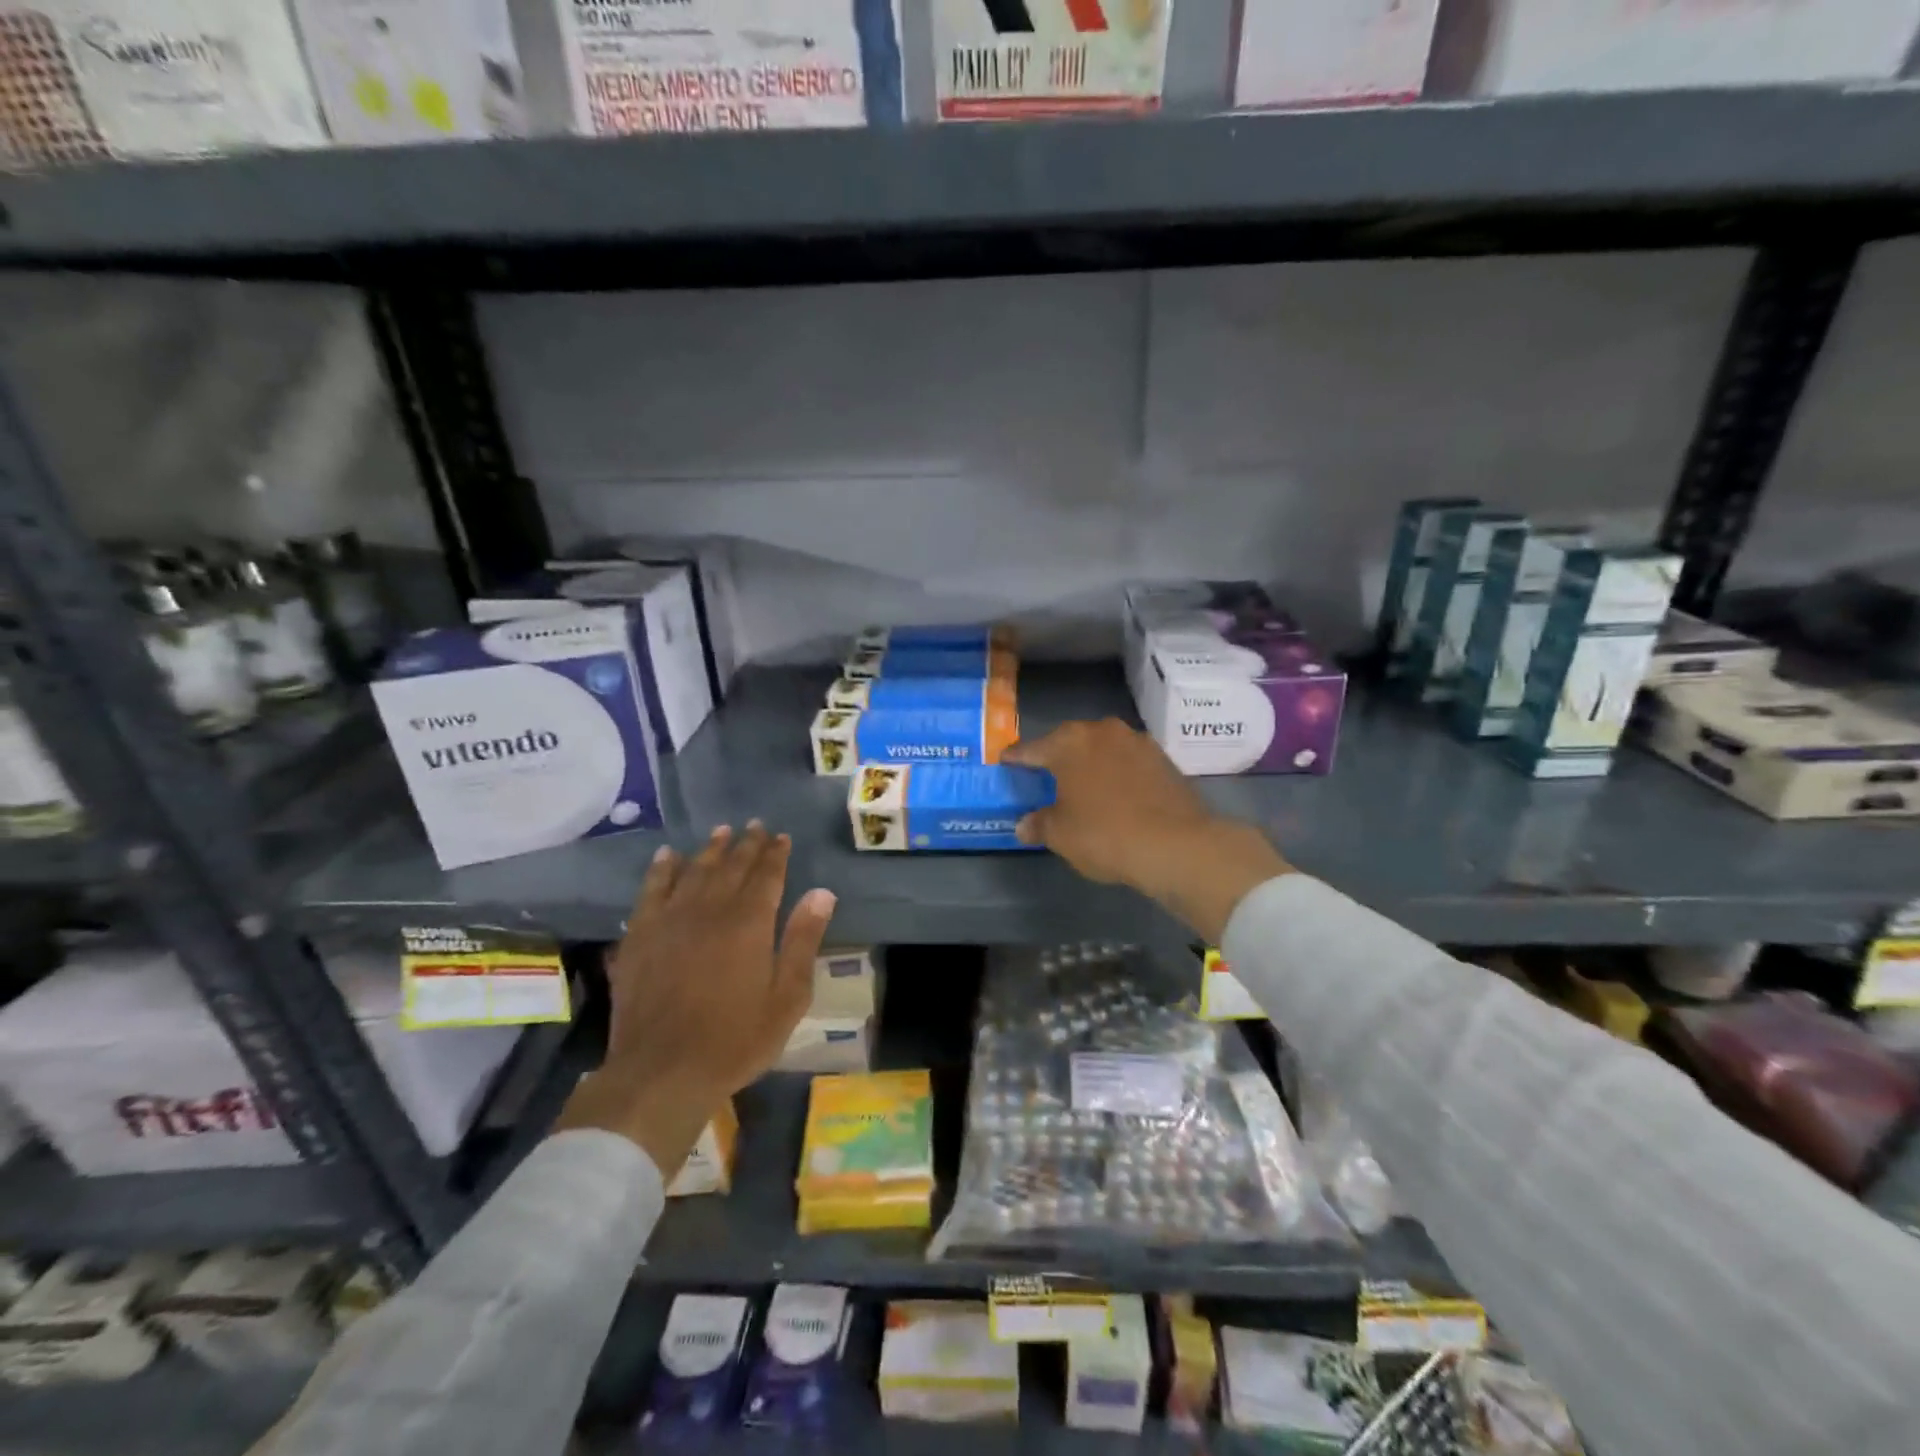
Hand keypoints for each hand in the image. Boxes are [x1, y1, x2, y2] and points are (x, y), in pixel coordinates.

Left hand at [555, 823, 836, 1176]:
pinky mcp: (639, 936)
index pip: (766, 875)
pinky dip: (661, 870)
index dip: (775, 854)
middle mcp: (710, 910)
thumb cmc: (735, 1039)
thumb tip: (821, 892)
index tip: (781, 837)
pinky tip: (667, 856)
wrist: (662, 1072)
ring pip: (693, 871)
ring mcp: (670, 920)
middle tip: (755, 826)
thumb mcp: (787, 997)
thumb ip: (803, 940)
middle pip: (731, 867)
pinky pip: (651, 890)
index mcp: (749, 923)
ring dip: (709, 850)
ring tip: (720, 832)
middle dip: (746, 845)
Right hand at [1005, 719, 1290, 942]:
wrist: (1176, 844)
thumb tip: (1025, 825)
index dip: (1015, 758)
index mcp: (1068, 743)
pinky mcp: (1163, 759)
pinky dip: (1117, 773)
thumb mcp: (1061, 835)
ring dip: (1091, 763)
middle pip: (1069, 742)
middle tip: (1044, 775)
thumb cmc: (1104, 834)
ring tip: (1082, 784)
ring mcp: (1136, 741)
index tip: (1005, 761)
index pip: (1031, 749)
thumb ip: (1039, 824)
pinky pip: (1128, 762)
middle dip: (1056, 756)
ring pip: (1102, 749)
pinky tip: (1115, 793)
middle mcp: (1101, 731)